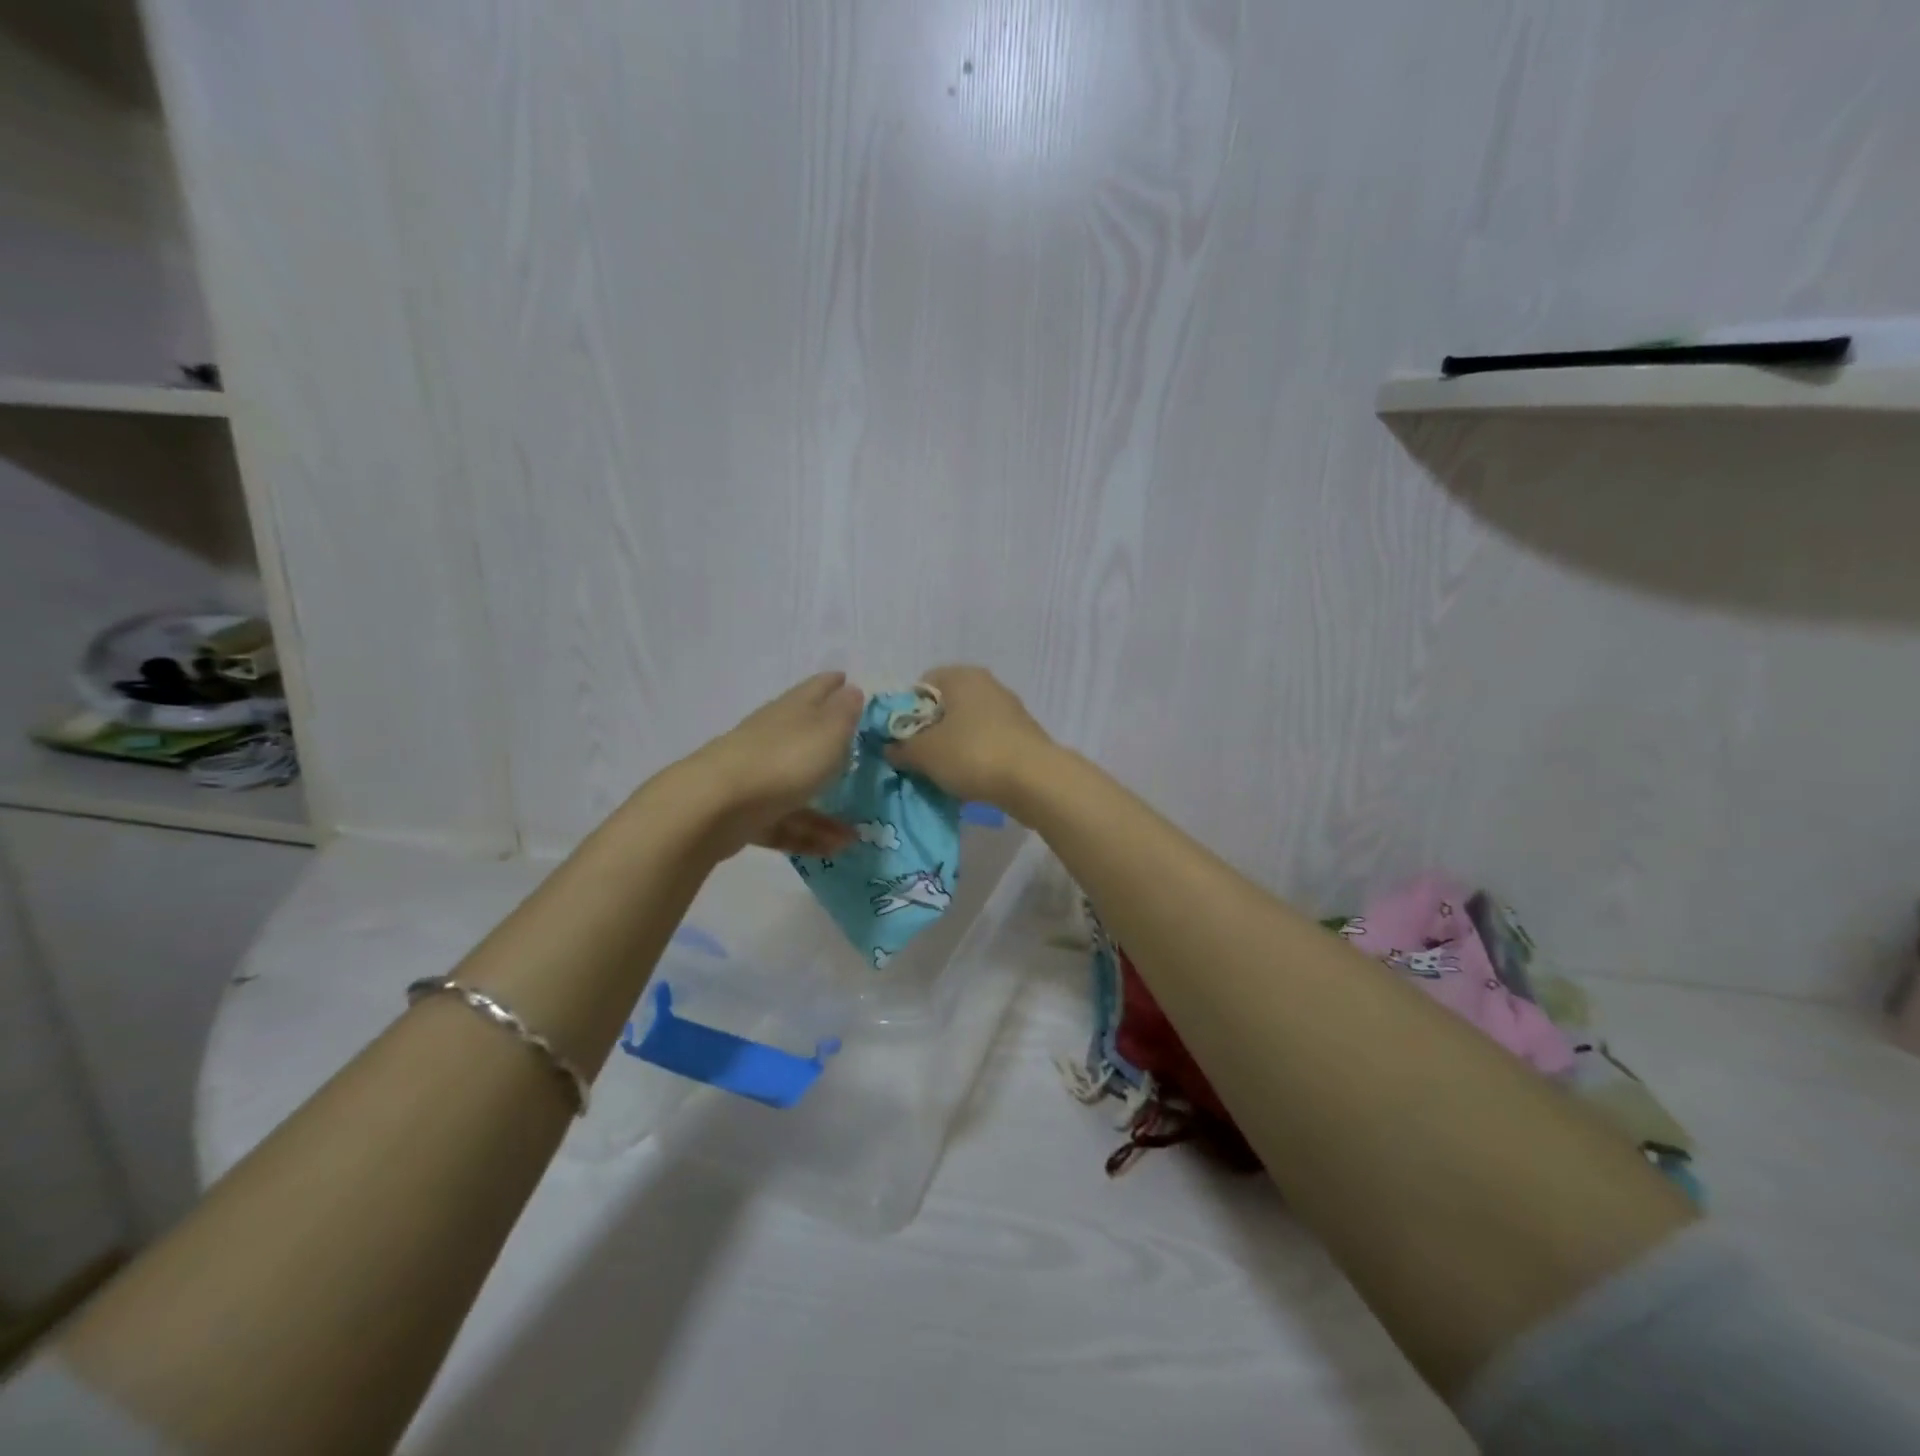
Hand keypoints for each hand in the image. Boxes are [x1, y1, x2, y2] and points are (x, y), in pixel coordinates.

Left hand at [680, 672, 863, 854]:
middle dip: (827, 742)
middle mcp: (771, 737)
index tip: (845, 679)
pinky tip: (834, 849)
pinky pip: (785, 822)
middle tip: (855, 751)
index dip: (832, 683)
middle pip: (803, 735)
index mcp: (791, 710)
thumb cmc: (783, 761)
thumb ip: (844, 713)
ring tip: (854, 832)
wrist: (715, 807)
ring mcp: (756, 775)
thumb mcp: (828, 733)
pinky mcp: (745, 812)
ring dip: (825, 809)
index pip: (815, 688)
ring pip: (796, 786)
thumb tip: (850, 690)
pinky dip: (808, 834)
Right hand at [885, 665, 1054, 807]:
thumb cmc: (972, 754)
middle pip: (945, 706)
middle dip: (929, 732)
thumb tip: (891, 749)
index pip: (920, 685)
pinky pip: (987, 741)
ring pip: (966, 725)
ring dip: (952, 747)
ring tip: (943, 774)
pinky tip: (970, 779)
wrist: (1035, 780)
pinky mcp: (1023, 734)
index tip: (901, 741)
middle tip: (918, 760)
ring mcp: (1009, 709)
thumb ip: (901, 749)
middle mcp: (986, 684)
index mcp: (961, 675)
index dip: (905, 713)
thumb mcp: (924, 754)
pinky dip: (975, 756)